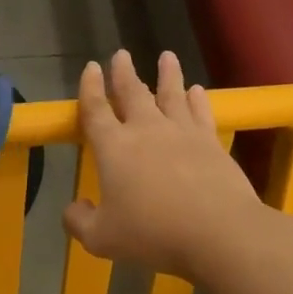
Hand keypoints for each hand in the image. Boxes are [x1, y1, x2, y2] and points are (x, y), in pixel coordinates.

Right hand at [63, 50, 268, 283]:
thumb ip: (79, 221)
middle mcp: (146, 130)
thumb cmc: (152, 234)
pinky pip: (201, 113)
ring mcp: (182, 133)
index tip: (90, 68)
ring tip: (167, 56)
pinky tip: (197, 91)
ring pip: (171, 95)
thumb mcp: (101, 238)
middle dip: (124, 73)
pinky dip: (197, 100)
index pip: (95, 110)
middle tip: (121, 54)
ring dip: (167, 75)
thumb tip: (74, 207)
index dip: (89, 88)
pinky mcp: (211, 143)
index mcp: (114, 148)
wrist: (218, 233)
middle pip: (132, 93)